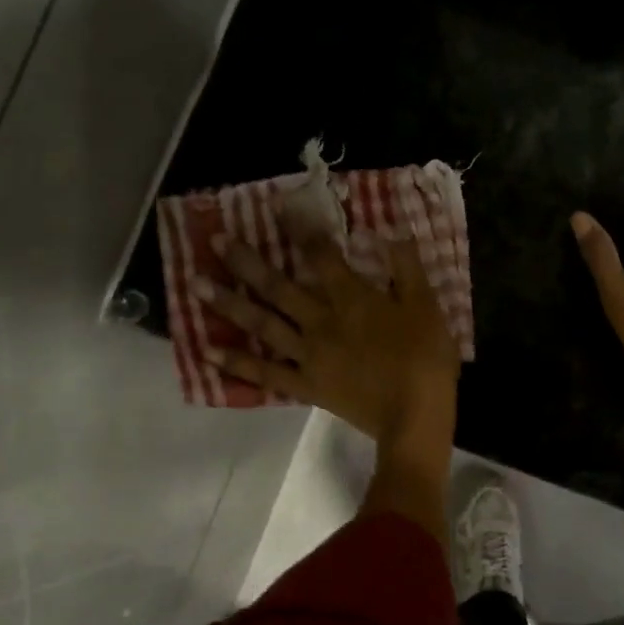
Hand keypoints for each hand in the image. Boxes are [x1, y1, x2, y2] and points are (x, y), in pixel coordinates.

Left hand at [195, 231, 460, 451]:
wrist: (414, 416)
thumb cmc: (425, 359)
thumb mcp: (426, 306)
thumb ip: (406, 267)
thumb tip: (390, 231)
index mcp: (351, 299)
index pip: (320, 256)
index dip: (300, 229)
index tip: (278, 208)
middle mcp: (320, 321)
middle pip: (277, 287)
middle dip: (246, 262)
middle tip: (215, 241)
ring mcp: (308, 355)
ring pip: (263, 325)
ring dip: (229, 304)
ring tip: (196, 285)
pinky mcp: (306, 385)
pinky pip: (265, 374)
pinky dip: (236, 363)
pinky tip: (207, 351)